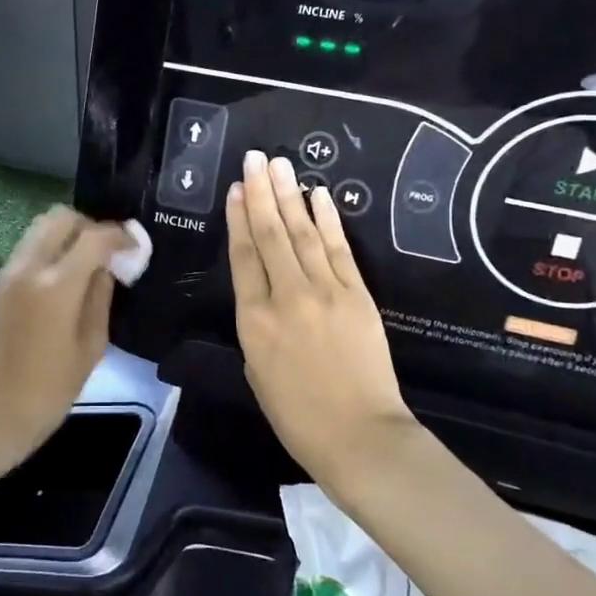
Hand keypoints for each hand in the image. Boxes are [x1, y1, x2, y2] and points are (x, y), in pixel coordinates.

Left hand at [0, 206, 132, 469]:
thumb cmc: (51, 388)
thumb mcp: (92, 345)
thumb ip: (101, 296)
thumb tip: (108, 266)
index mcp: (56, 286)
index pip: (93, 237)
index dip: (119, 235)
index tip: (135, 245)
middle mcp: (29, 267)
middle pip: (61, 217)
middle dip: (90, 226)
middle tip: (109, 250)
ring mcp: (9, 272)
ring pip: (41, 227)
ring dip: (68, 234)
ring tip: (89, 260)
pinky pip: (30, 246)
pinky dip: (51, 247)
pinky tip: (67, 274)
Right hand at [227, 151, 414, 479]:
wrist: (359, 436)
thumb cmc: (298, 416)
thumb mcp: (257, 372)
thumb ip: (257, 328)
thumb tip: (264, 296)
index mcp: (253, 321)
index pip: (243, 257)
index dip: (238, 219)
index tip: (236, 190)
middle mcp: (286, 296)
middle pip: (270, 235)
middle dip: (261, 193)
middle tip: (255, 159)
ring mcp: (325, 292)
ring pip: (303, 234)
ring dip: (290, 196)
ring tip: (279, 165)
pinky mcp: (357, 295)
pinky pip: (339, 249)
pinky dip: (329, 219)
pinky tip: (319, 195)